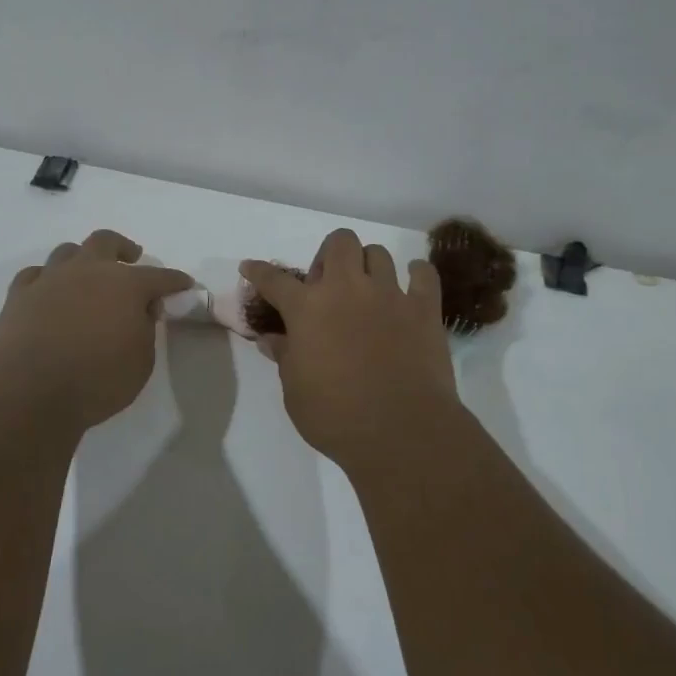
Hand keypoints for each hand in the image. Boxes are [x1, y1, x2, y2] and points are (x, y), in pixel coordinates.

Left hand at [0, 230, 193, 429]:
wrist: (29, 390)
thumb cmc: (96, 380)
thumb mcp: (141, 361)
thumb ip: (145, 329)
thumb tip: (142, 310)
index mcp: (125, 284)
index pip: (160, 276)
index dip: (175, 281)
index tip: (184, 284)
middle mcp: (88, 270)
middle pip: (106, 241)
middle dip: (122, 248)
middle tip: (130, 259)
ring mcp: (50, 278)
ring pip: (68, 251)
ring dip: (82, 259)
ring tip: (87, 275)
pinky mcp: (19, 294)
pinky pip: (36, 274)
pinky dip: (47, 279)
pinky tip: (50, 291)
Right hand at [242, 228, 463, 472]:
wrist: (402, 432)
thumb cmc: (336, 416)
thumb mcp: (295, 391)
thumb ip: (284, 357)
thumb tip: (271, 339)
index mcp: (308, 308)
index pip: (274, 280)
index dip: (258, 271)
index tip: (250, 267)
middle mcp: (347, 289)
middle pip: (339, 242)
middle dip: (329, 255)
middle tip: (327, 285)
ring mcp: (389, 295)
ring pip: (378, 253)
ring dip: (368, 265)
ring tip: (367, 290)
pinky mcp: (424, 309)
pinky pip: (423, 274)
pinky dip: (416, 276)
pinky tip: (410, 288)